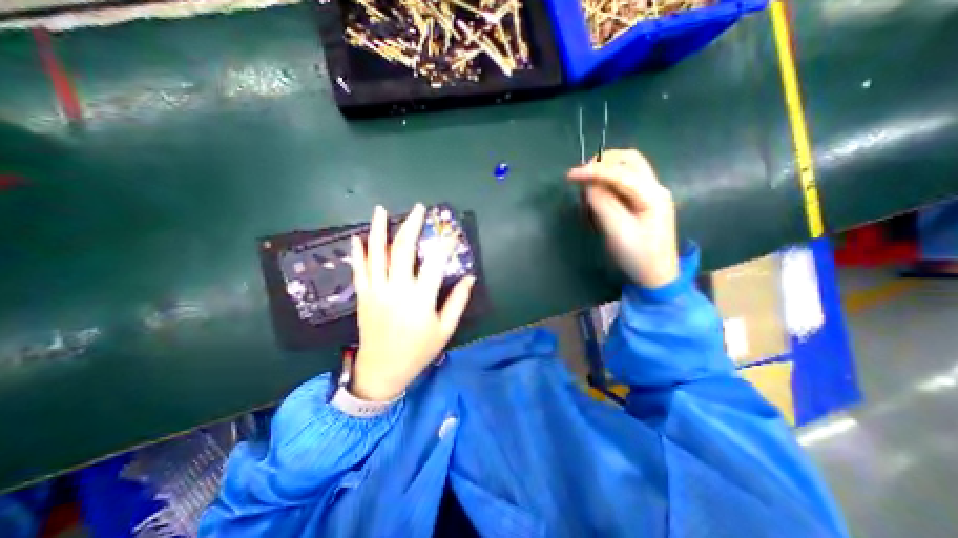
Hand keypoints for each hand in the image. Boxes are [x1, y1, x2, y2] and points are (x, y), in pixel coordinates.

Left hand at [349, 203, 473, 400]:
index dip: (444, 245)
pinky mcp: (363, 296)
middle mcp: (397, 290)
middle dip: (411, 226)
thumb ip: (458, 302)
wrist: (382, 371)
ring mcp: (376, 291)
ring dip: (378, 230)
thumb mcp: (444, 330)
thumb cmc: (418, 351)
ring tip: (381, 210)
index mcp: (420, 299)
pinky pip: (359, 270)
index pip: (435, 263)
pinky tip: (357, 237)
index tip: (450, 233)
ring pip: (376, 255)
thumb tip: (470, 278)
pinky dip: (358, 252)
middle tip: (418, 209)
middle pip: (403, 250)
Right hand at [568, 147, 681, 289]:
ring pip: (629, 169)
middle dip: (603, 162)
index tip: (570, 176)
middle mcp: (655, 188)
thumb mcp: (616, 230)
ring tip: (588, 187)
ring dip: (606, 172)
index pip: (620, 173)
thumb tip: (588, 185)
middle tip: (582, 175)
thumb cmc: (637, 255)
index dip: (593, 171)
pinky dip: (610, 183)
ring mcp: (652, 194)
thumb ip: (602, 203)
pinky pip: (626, 183)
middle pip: (630, 160)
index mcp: (652, 195)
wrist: (657, 275)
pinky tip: (600, 195)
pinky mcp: (645, 202)